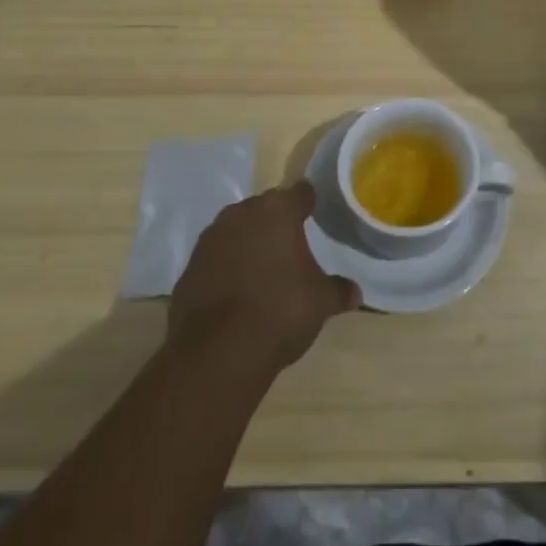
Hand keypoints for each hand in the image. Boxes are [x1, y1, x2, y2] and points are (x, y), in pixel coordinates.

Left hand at [168, 182, 360, 372]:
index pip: (300, 193)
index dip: (309, 202)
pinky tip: (235, 292)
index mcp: (278, 210)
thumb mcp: (320, 302)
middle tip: (290, 245)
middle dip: (276, 223)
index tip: (315, 211)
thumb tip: (356, 293)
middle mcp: (242, 213)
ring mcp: (211, 238)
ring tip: (261, 268)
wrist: (218, 352)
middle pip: (265, 208)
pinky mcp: (189, 267)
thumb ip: (338, 291)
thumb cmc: (280, 311)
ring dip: (247, 242)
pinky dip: (225, 267)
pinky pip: (215, 258)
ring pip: (236, 230)